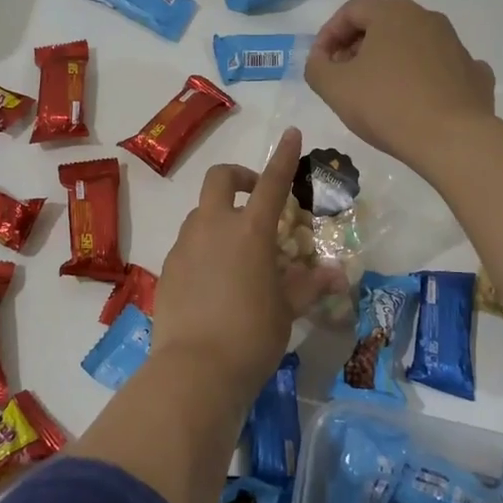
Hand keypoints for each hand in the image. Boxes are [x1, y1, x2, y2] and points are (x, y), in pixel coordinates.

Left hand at [152, 127, 338, 394]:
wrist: (195, 369)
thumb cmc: (252, 335)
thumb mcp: (287, 310)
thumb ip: (308, 285)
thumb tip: (335, 273)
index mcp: (250, 231)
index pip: (272, 182)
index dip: (283, 156)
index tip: (291, 134)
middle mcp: (214, 227)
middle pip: (220, 179)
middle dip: (238, 177)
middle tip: (254, 195)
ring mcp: (185, 245)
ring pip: (201, 212)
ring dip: (220, 215)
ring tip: (237, 249)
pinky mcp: (168, 267)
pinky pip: (188, 243)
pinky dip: (204, 246)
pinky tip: (214, 279)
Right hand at [305, 0, 494, 174]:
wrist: (451, 139)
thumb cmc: (386, 105)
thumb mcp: (334, 87)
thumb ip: (317, 67)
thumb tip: (322, 59)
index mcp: (393, 13)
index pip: (351, 10)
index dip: (328, 35)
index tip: (319, 63)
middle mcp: (428, 19)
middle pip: (382, 24)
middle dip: (356, 47)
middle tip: (342, 76)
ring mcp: (455, 45)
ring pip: (412, 44)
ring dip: (388, 61)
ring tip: (375, 93)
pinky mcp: (473, 73)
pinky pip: (439, 67)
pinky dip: (422, 77)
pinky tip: (415, 100)